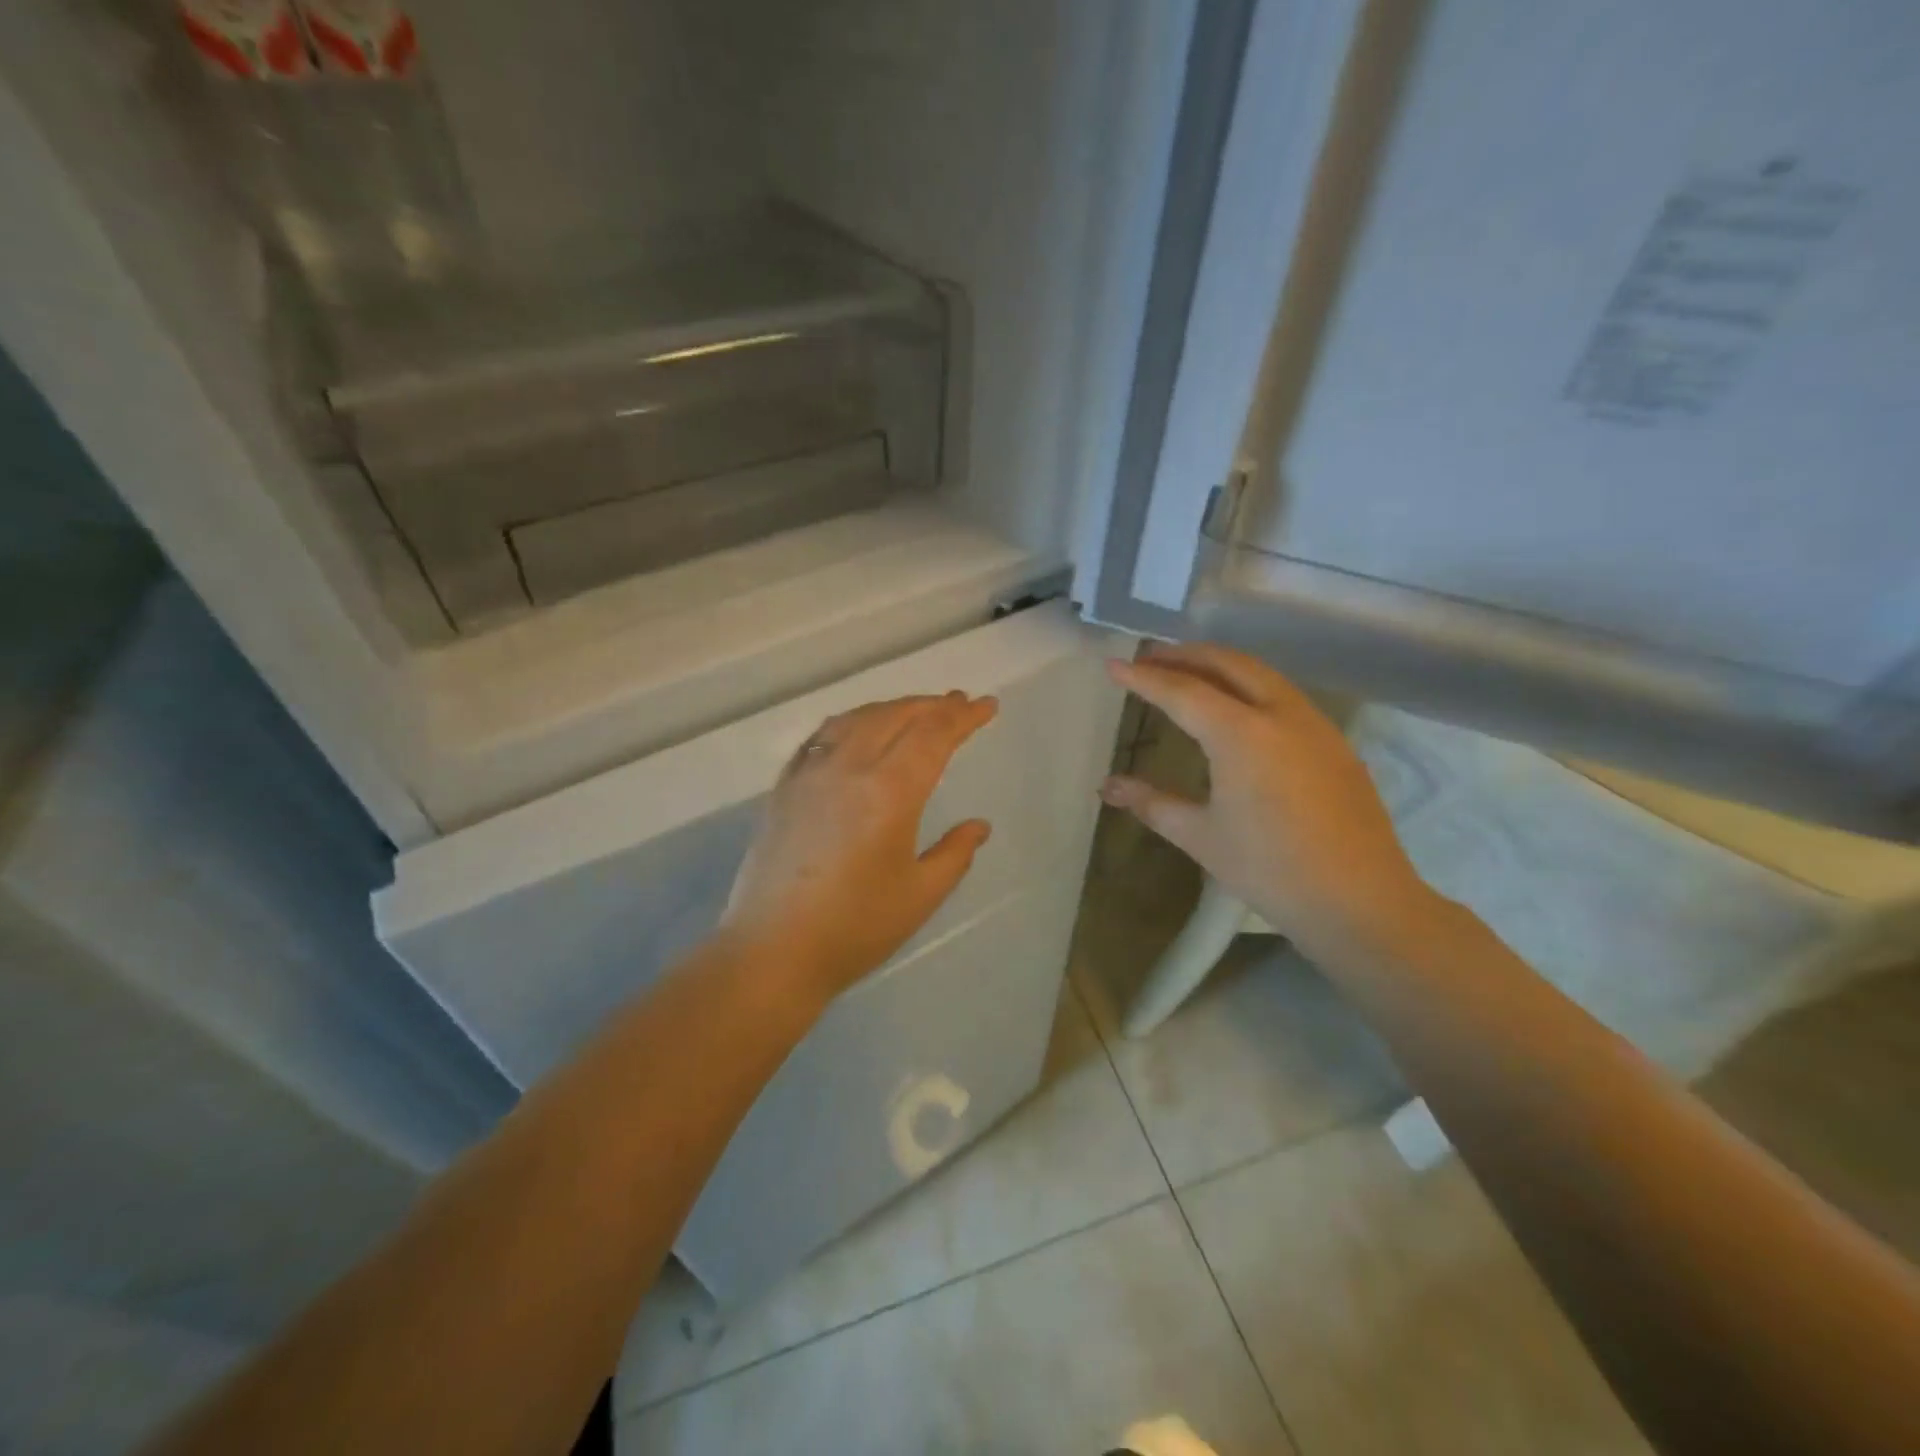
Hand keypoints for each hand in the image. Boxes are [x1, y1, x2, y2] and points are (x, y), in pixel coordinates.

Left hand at [724, 692, 998, 998]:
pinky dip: (851, 721)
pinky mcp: (784, 787)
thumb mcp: (920, 895)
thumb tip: (979, 826)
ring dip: (893, 707)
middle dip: (933, 705)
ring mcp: (811, 773)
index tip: (986, 706)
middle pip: (897, 716)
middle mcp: (850, 768)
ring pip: (858, 718)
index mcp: (890, 792)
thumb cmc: (855, 928)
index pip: (934, 735)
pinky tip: (858, 728)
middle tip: (959, 702)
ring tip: (916, 710)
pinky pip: (822, 736)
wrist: (772, 951)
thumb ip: (955, 853)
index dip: (964, 717)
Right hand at [1101, 643, 1438, 962]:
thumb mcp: (1200, 836)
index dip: (1144, 678)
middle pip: (1227, 663)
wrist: (1360, 902)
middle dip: (1185, 655)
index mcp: (1241, 734)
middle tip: (1149, 658)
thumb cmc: (1269, 869)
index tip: (1113, 666)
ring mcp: (1314, 724)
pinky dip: (1249, 685)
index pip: (1182, 692)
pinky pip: (1284, 694)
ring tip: (1188, 674)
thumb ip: (1151, 803)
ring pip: (1261, 673)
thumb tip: (1107, 787)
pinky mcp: (1334, 742)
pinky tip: (1237, 709)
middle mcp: (1280, 714)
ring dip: (1220, 665)